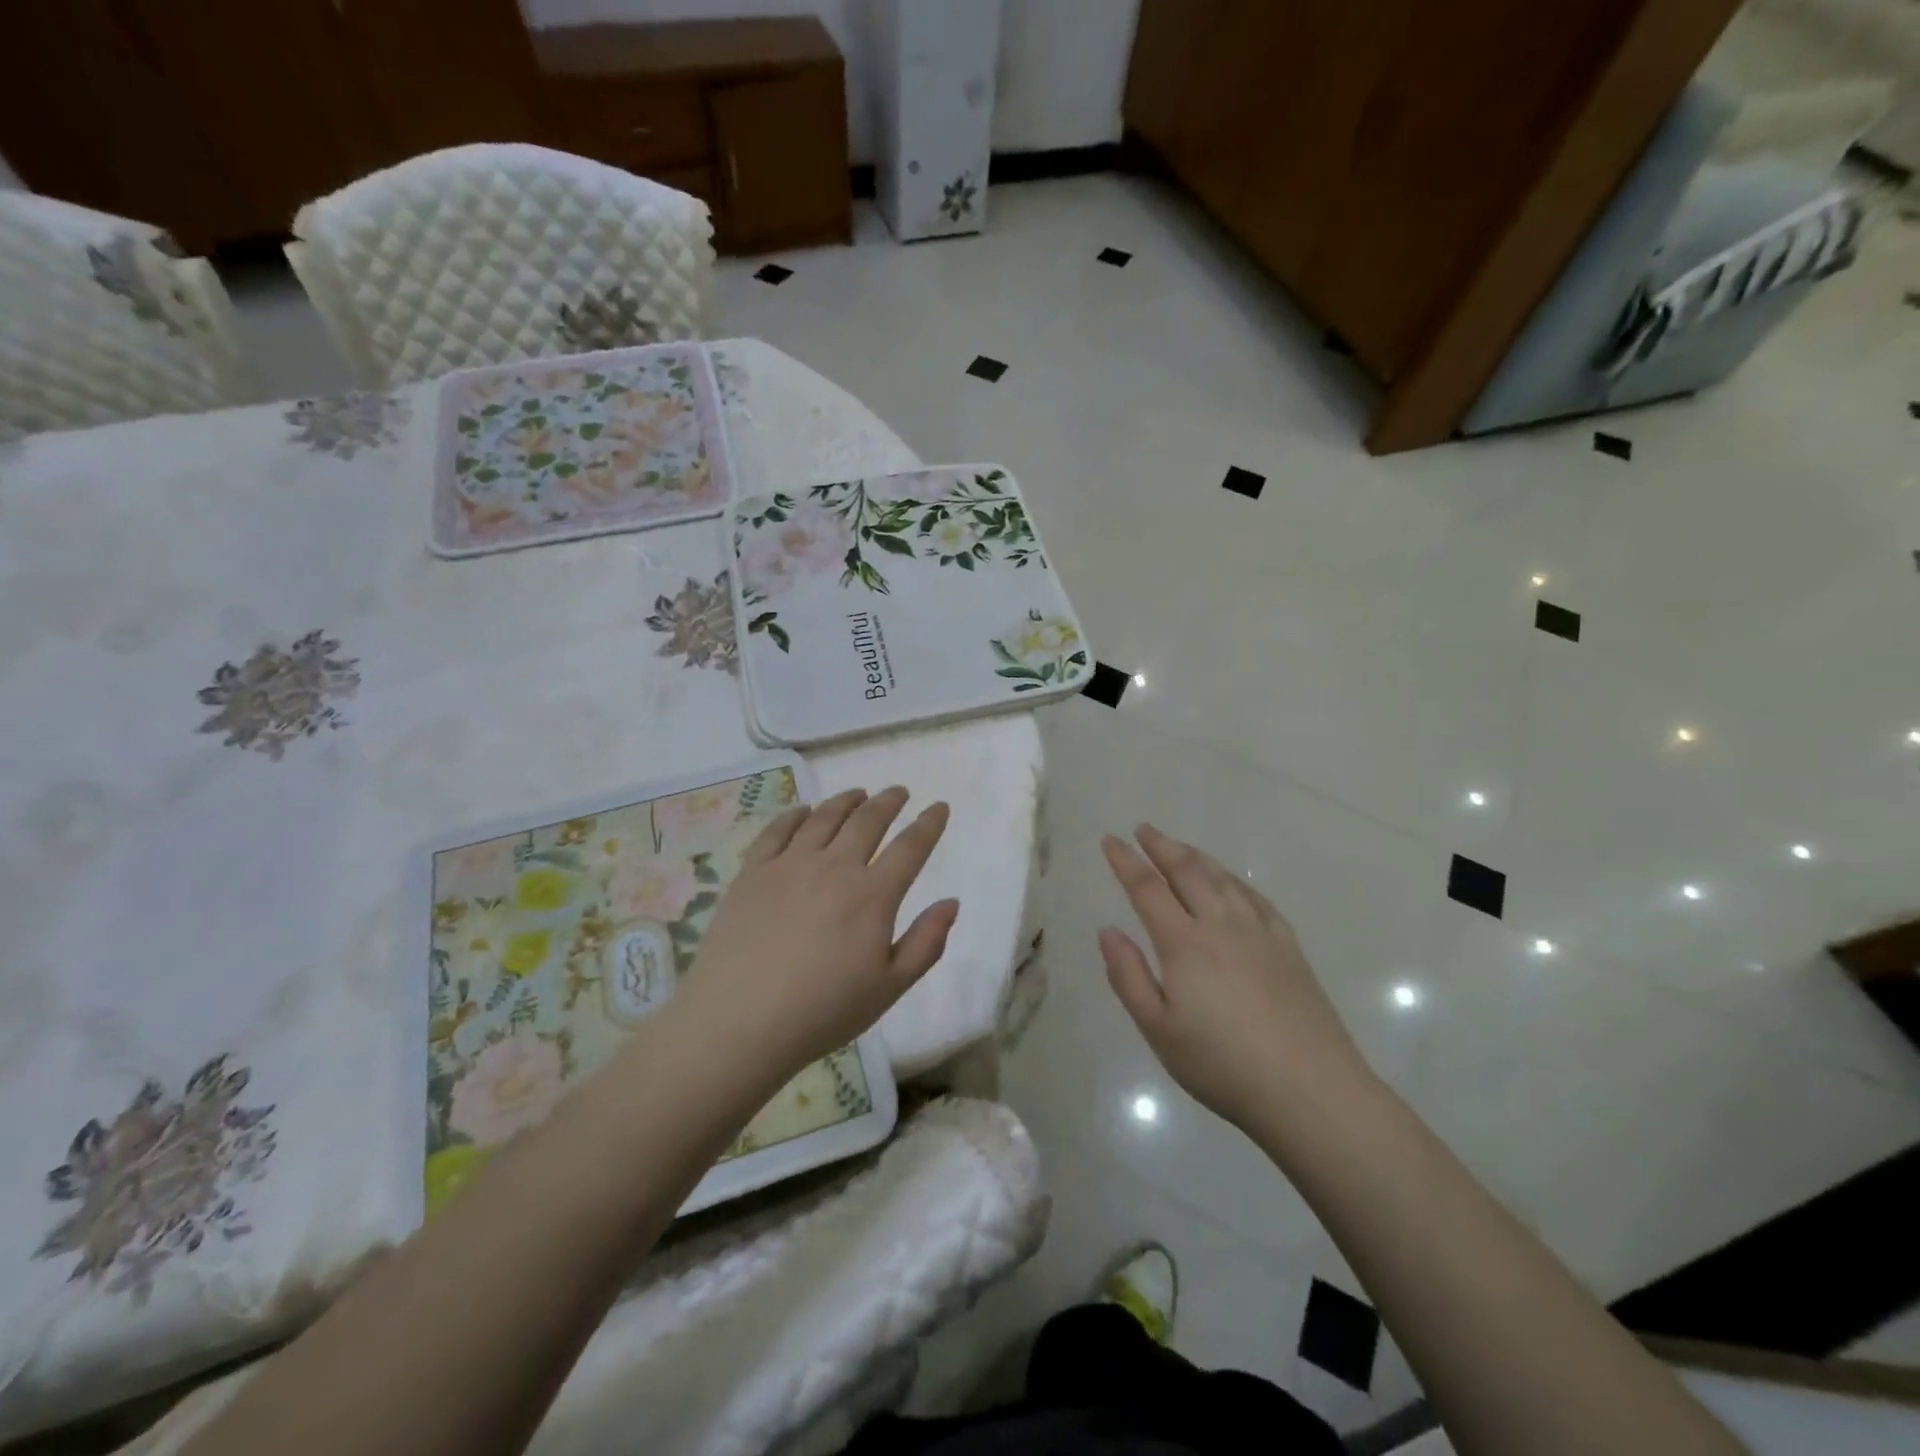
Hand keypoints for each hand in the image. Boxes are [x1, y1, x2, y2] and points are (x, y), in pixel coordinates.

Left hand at [673, 787, 956, 1086]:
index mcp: (872, 895)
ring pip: (824, 817)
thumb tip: (951, 902)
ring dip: (846, 800)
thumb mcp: (889, 988)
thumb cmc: (823, 1011)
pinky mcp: (753, 872)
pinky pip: (777, 830)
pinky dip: (795, 814)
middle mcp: (834, 867)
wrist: (740, 1021)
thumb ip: (926, 943)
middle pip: (867, 821)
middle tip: (899, 792)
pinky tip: (803, 811)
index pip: (910, 847)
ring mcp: (790, 865)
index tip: (939, 807)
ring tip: (858, 794)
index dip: (928, 824)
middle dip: (888, 802)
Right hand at [1099, 825, 1372, 1133]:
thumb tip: (1107, 930)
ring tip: (1179, 847)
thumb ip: (1128, 976)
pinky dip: (1234, 880)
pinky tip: (1231, 882)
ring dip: (1196, 856)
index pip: (1147, 889)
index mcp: (1184, 943)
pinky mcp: (1288, 946)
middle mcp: (1221, 925)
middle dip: (1161, 846)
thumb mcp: (1158, 1030)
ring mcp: (1260, 932)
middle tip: (1143, 829)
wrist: (1310, 1090)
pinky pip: (1256, 897)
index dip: (1126, 861)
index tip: (1110, 840)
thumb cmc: (1222, 1064)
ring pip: (1222, 879)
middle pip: (1187, 872)